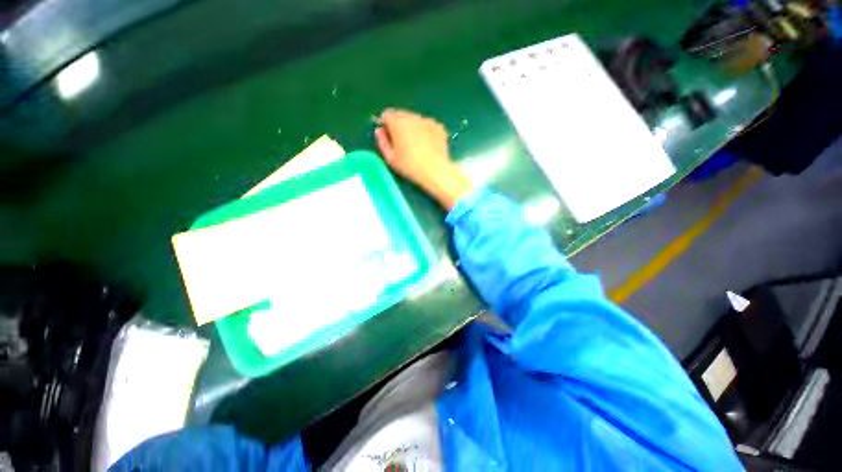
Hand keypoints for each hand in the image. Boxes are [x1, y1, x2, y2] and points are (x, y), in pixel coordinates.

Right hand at [375, 109, 472, 209]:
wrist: (435, 170)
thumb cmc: (410, 166)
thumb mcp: (390, 158)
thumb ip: (382, 142)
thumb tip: (379, 131)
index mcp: (397, 122)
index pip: (386, 115)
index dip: (385, 125)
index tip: (387, 136)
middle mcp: (412, 116)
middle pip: (401, 115)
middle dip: (398, 125)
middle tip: (401, 142)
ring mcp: (427, 120)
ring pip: (415, 120)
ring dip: (412, 127)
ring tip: (415, 145)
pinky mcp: (439, 127)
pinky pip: (427, 125)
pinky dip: (425, 131)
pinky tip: (427, 146)